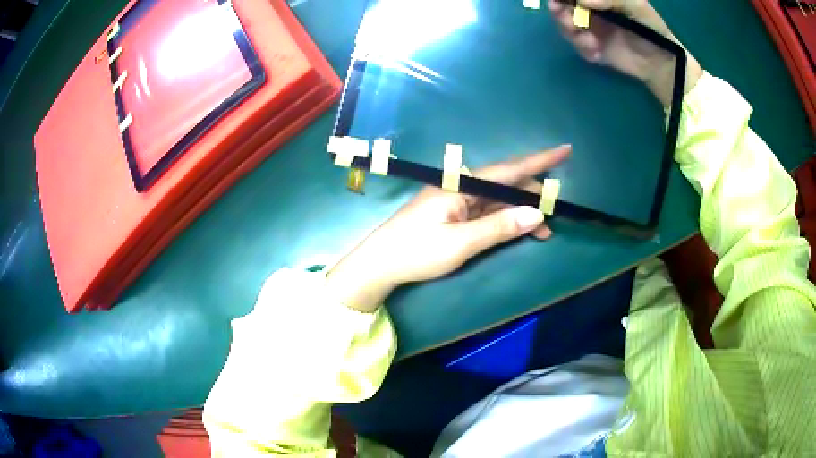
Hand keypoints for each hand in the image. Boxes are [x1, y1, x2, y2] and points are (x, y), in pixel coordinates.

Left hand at [326, 146, 571, 311]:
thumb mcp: (461, 243)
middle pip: (505, 184)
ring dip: (520, 212)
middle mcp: (460, 187)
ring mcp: (456, 200)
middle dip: (532, 197)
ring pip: (497, 200)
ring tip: (543, 231)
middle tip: (554, 216)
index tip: (563, 151)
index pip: (508, 170)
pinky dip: (504, 220)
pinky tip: (518, 230)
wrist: (380, 264)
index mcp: (460, 186)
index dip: (538, 161)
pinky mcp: (453, 214)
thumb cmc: (417, 252)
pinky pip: (486, 211)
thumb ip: (500, 227)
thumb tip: (536, 214)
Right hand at [547, 0, 702, 105]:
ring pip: (565, 25)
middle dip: (559, 11)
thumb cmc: (651, 27)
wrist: (660, 61)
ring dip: (570, 31)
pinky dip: (583, 49)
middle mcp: (589, 9)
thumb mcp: (635, 6)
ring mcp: (589, 28)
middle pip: (562, 5)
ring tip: (588, 40)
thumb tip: (582, 0)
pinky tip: (597, 53)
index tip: (559, 0)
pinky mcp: (592, 48)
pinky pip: (577, 46)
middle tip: (566, 18)